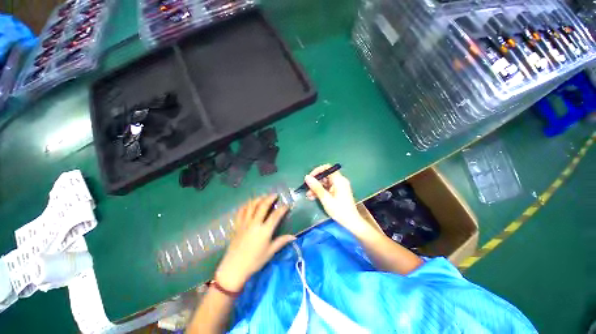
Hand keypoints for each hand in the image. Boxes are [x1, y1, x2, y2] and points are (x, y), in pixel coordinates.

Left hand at [216, 195, 294, 291]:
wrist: (234, 269)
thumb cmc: (254, 262)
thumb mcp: (270, 252)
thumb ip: (281, 242)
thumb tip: (294, 237)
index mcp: (264, 231)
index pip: (275, 216)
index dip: (282, 209)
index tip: (287, 205)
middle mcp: (255, 224)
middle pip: (263, 206)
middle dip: (270, 198)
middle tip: (275, 194)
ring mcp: (244, 223)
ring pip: (251, 206)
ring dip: (258, 199)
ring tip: (263, 196)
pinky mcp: (237, 225)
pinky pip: (241, 212)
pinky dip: (246, 205)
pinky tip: (249, 204)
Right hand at [304, 164, 371, 235]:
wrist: (351, 222)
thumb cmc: (339, 210)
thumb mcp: (326, 199)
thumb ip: (316, 187)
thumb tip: (307, 177)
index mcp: (339, 180)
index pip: (327, 168)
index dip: (317, 171)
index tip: (310, 178)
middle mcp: (340, 181)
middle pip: (325, 176)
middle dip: (315, 182)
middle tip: (307, 189)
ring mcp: (339, 186)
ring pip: (325, 182)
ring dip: (317, 188)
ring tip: (309, 195)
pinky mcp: (338, 192)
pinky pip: (328, 188)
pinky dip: (321, 191)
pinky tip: (314, 197)